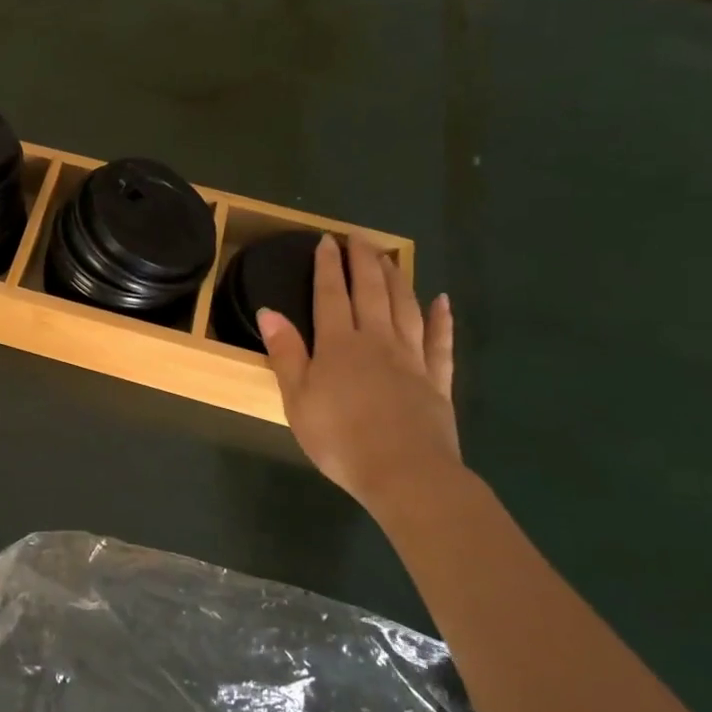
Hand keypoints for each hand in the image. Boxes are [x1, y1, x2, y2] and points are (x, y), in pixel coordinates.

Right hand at [259, 234, 458, 508]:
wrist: (405, 473)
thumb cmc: (340, 438)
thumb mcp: (297, 399)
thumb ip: (286, 353)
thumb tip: (269, 311)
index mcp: (339, 345)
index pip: (330, 295)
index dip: (327, 267)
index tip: (326, 240)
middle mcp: (377, 341)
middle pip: (371, 292)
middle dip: (363, 262)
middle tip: (359, 237)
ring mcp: (411, 358)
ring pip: (405, 307)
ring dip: (397, 279)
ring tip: (390, 257)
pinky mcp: (436, 380)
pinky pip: (440, 341)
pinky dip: (441, 319)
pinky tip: (442, 301)